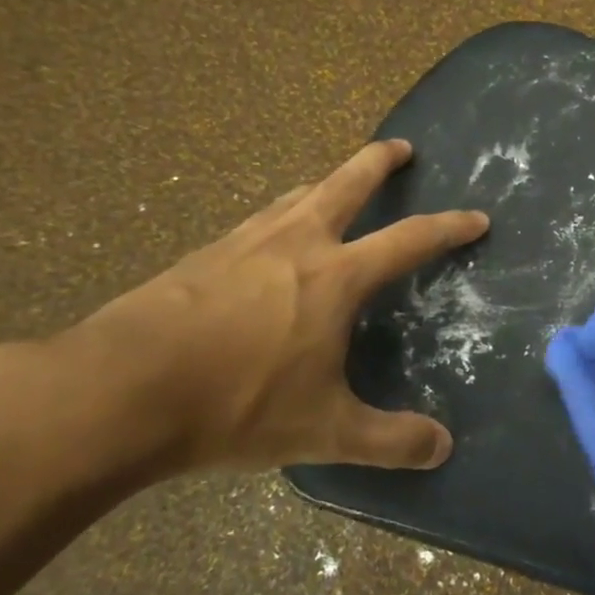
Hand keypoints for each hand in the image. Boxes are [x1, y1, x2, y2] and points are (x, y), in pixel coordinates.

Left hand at [76, 140, 487, 474]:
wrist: (117, 391)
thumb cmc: (235, 404)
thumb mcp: (323, 431)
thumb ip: (389, 440)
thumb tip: (443, 447)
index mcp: (335, 277)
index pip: (409, 240)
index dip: (449, 227)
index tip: (477, 217)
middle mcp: (295, 244)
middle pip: (346, 184)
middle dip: (379, 162)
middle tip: (400, 146)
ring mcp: (242, 243)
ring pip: (296, 197)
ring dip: (326, 184)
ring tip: (335, 185)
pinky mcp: (200, 257)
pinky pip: (256, 222)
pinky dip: (279, 215)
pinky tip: (268, 237)